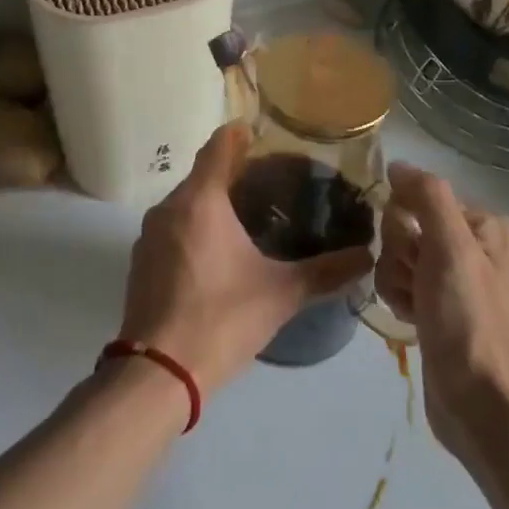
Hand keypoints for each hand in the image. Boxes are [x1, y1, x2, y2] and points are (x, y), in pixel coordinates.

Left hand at [119, 124, 371, 398]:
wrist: (158, 373)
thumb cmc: (220, 320)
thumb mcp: (281, 294)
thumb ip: (326, 271)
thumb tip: (368, 256)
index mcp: (199, 201)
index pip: (218, 146)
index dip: (241, 134)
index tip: (267, 135)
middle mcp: (168, 208)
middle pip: (203, 174)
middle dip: (234, 172)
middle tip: (274, 182)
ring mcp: (149, 235)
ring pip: (186, 202)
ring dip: (214, 202)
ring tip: (252, 216)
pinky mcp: (141, 261)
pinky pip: (173, 228)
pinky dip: (196, 227)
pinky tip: (220, 252)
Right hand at [375, 163, 508, 452]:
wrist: (483, 404)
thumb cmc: (469, 320)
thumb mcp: (451, 248)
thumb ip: (427, 196)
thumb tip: (397, 164)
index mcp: (483, 224)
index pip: (418, 197)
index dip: (405, 224)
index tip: (418, 255)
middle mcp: (471, 245)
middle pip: (404, 227)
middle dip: (400, 256)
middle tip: (420, 285)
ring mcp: (454, 279)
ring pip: (396, 257)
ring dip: (397, 281)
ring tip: (417, 309)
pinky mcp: (438, 308)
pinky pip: (400, 284)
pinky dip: (399, 299)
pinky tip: (413, 320)